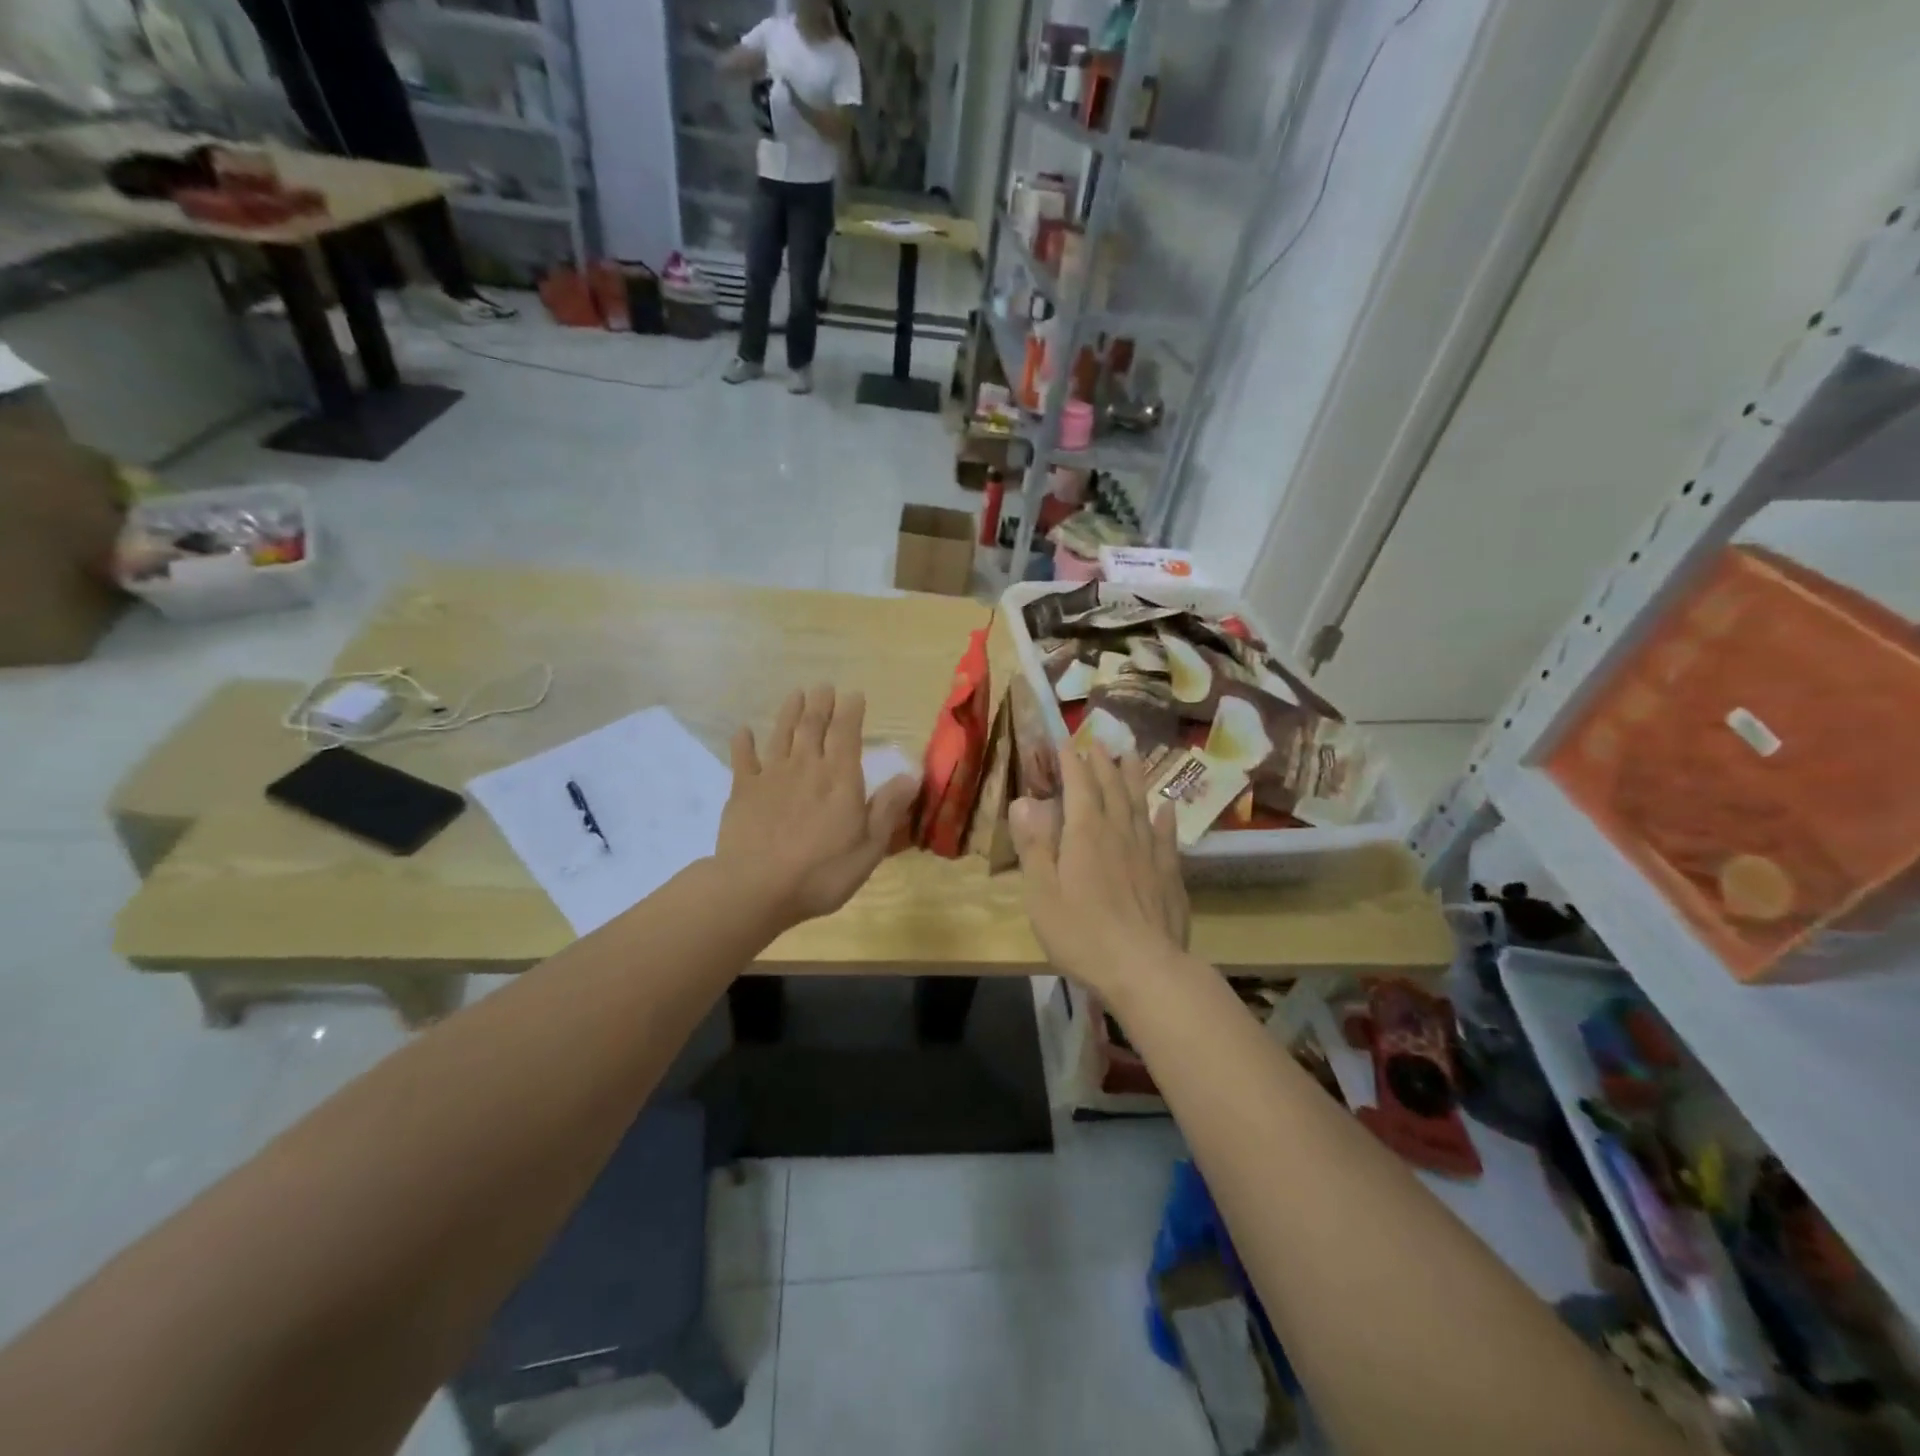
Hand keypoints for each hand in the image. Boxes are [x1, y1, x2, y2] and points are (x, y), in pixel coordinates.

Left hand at [716, 685, 918, 930]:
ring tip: (796, 694)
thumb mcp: (869, 847)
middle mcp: (806, 767)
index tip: (854, 694)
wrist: (756, 888)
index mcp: (839, 778)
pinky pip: (743, 759)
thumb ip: (888, 808)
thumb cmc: (821, 873)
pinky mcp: (743, 791)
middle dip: (820, 704)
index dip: (851, 711)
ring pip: (781, 734)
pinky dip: (744, 743)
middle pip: (812, 726)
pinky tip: (743, 731)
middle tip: (824, 686)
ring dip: (789, 712)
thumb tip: (911, 775)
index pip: (847, 733)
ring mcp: (771, 776)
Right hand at [1009, 748, 1189, 995]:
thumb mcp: (1042, 892)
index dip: (1071, 763)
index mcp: (1085, 833)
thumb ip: (1034, 845)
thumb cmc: (1082, 933)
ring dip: (1135, 778)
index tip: (1066, 743)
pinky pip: (1167, 836)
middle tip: (1099, 742)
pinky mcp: (1169, 874)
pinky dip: (1164, 817)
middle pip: (1112, 788)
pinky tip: (1166, 808)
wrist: (1144, 968)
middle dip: (1102, 763)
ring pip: (1140, 804)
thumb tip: (1024, 801)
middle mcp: (1119, 832)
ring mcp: (1149, 852)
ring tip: (1133, 756)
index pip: (1078, 786)